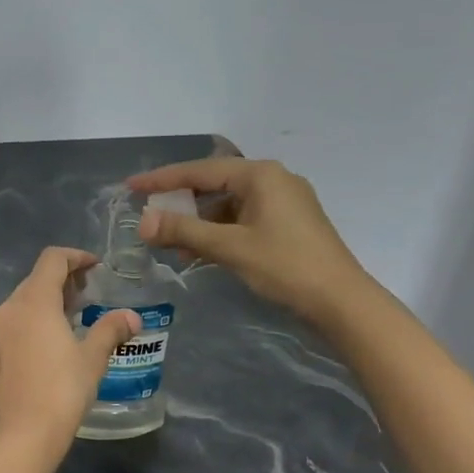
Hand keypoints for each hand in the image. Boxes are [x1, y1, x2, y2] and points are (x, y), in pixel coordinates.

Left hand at [0, 247, 141, 456]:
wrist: (19, 435)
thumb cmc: (60, 391)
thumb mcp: (91, 359)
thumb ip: (110, 331)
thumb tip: (132, 317)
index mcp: (33, 301)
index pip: (52, 260)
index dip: (76, 257)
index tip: (96, 266)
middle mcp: (10, 308)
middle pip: (37, 278)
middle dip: (65, 278)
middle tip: (91, 291)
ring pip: (25, 300)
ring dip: (51, 299)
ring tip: (78, 314)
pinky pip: (17, 320)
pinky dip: (38, 318)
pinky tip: (56, 338)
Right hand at [128, 158, 370, 323]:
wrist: (342, 301)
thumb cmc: (284, 266)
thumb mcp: (229, 247)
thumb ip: (183, 230)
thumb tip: (143, 221)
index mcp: (260, 175)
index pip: (199, 171)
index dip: (162, 180)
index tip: (131, 186)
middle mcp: (273, 179)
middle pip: (213, 185)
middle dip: (180, 203)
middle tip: (149, 216)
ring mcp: (284, 201)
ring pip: (227, 205)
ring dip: (198, 222)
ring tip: (171, 242)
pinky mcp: (288, 223)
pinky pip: (242, 219)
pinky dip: (218, 232)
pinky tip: (200, 251)